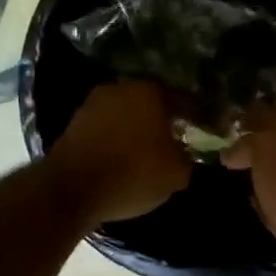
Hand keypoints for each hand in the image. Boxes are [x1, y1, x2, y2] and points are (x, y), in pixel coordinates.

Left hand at [48, 80, 192, 225]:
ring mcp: (94, 103)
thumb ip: (187, 158)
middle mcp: (122, 88)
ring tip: (147, 152)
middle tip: (174, 141)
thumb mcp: (177, 174)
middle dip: (163, 120)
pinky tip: (122, 157)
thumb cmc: (134, 174)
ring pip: (126, 113)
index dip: (196, 119)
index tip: (202, 134)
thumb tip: (185, 154)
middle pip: (152, 103)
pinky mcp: (74, 121)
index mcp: (151, 91)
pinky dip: (116, 138)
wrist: (73, 188)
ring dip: (137, 128)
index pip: (184, 101)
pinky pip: (106, 127)